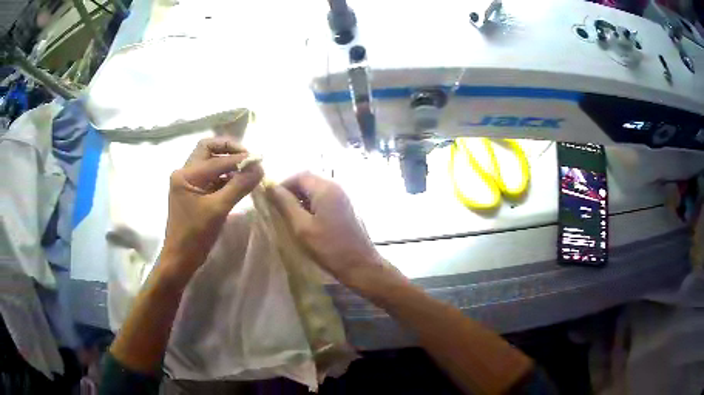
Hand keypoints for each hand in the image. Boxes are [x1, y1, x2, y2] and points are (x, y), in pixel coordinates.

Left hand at [162, 137, 262, 273]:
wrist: (180, 259)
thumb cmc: (195, 235)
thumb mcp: (218, 209)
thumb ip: (238, 186)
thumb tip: (259, 167)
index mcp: (186, 174)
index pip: (217, 159)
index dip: (239, 158)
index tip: (259, 160)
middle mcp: (185, 173)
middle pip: (208, 149)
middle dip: (229, 150)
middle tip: (248, 157)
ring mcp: (189, 183)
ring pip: (210, 162)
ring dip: (228, 163)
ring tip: (247, 171)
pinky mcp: (194, 193)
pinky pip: (211, 177)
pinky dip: (225, 176)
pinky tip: (239, 183)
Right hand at [268, 172, 391, 284]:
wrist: (361, 265)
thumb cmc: (330, 248)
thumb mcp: (302, 227)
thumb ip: (286, 204)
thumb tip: (271, 187)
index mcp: (325, 188)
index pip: (299, 175)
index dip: (282, 185)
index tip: (271, 201)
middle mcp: (336, 187)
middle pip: (308, 180)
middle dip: (291, 192)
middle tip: (279, 210)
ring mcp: (343, 197)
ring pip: (316, 190)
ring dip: (301, 199)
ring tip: (291, 217)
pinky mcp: (346, 208)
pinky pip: (324, 199)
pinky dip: (312, 205)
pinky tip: (307, 222)